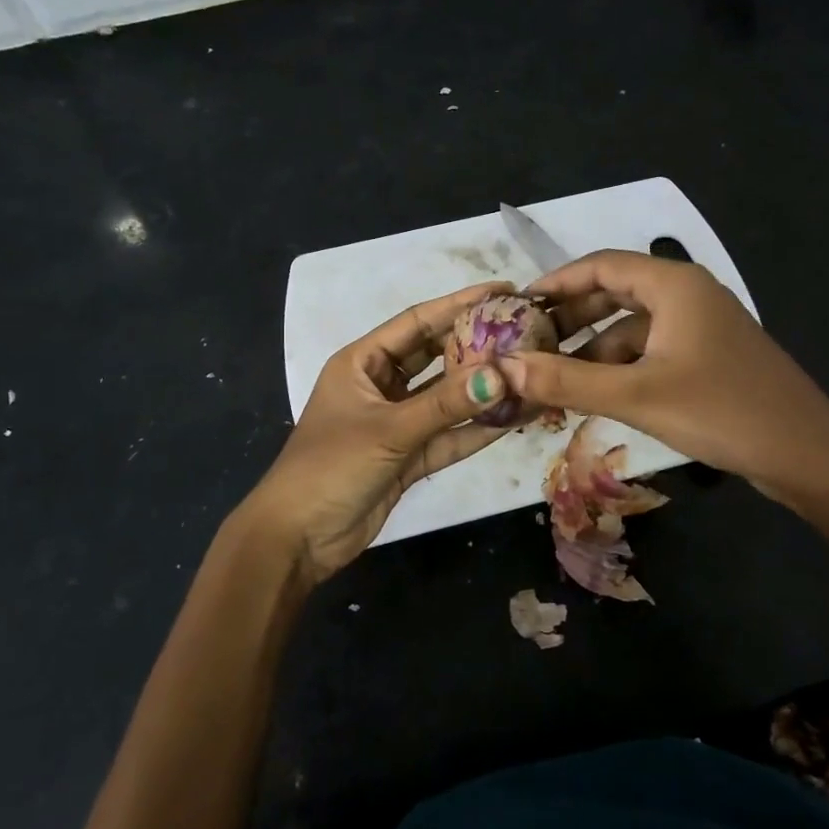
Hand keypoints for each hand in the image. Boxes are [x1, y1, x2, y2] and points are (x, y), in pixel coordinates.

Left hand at [239, 282, 514, 585]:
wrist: (297, 538)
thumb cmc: (330, 467)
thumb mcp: (388, 430)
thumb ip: (445, 404)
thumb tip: (503, 375)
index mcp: (362, 362)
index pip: (417, 321)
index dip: (459, 303)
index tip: (503, 290)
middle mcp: (381, 386)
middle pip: (436, 356)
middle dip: (477, 345)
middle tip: (525, 331)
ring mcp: (396, 423)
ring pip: (447, 399)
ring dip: (483, 391)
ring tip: (530, 373)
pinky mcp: (408, 458)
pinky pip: (448, 436)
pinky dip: (476, 430)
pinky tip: (515, 418)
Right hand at [502, 251, 828, 504]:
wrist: (807, 455)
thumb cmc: (721, 411)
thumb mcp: (636, 396)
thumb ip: (566, 380)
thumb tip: (502, 368)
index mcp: (673, 284)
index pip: (600, 265)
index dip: (555, 282)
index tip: (517, 305)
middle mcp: (688, 294)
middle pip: (614, 293)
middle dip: (570, 318)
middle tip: (528, 344)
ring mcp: (701, 327)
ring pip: (632, 326)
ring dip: (593, 348)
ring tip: (553, 378)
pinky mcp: (709, 357)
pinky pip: (651, 350)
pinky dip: (620, 366)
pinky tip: (596, 394)